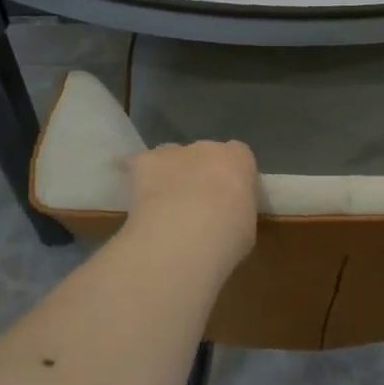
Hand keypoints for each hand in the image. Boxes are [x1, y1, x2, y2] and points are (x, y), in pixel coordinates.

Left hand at [126, 141, 258, 267]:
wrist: (185, 236)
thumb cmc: (227, 236)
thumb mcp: (246, 227)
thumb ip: (236, 210)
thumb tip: (225, 217)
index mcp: (238, 160)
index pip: (238, 156)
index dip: (231, 176)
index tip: (228, 199)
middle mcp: (207, 148)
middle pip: (204, 154)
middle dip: (201, 175)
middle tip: (197, 206)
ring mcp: (174, 152)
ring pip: (172, 158)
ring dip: (171, 175)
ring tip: (165, 206)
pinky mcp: (145, 162)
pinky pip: (139, 165)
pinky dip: (138, 179)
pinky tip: (138, 200)